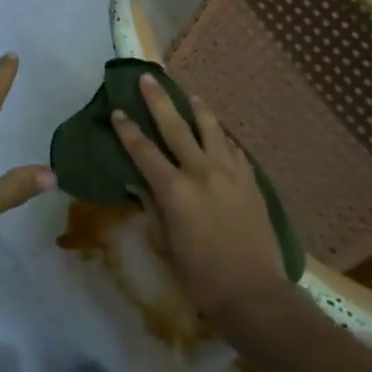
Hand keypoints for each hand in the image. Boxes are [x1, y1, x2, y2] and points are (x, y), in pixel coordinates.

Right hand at [113, 74, 291, 323]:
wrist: (254, 293)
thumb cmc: (201, 276)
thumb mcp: (167, 243)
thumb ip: (153, 207)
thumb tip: (138, 183)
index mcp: (175, 190)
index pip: (144, 151)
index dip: (128, 130)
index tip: (117, 111)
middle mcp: (201, 172)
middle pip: (175, 127)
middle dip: (158, 101)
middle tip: (147, 79)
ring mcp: (230, 173)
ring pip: (211, 129)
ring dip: (197, 109)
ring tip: (189, 95)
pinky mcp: (251, 181)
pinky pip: (233, 149)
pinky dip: (222, 137)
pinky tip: (219, 134)